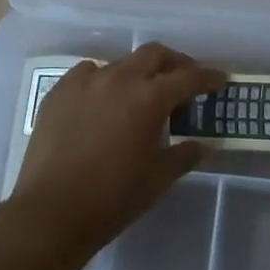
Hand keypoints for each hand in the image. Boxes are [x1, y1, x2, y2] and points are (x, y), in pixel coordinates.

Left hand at [8, 43, 225, 258]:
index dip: (208, 77)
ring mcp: (85, 82)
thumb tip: (204, 144)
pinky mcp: (59, 93)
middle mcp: (118, 79)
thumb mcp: (158, 178)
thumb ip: (185, 154)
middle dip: (175, 63)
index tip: (219, 80)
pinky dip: (104, 80)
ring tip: (142, 93)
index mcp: (148, 98)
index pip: (188, 77)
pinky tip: (103, 100)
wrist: (50, 214)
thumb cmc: (112, 198)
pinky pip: (88, 74)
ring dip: (138, 73)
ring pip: (121, 63)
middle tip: (185, 80)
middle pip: (154, 55)